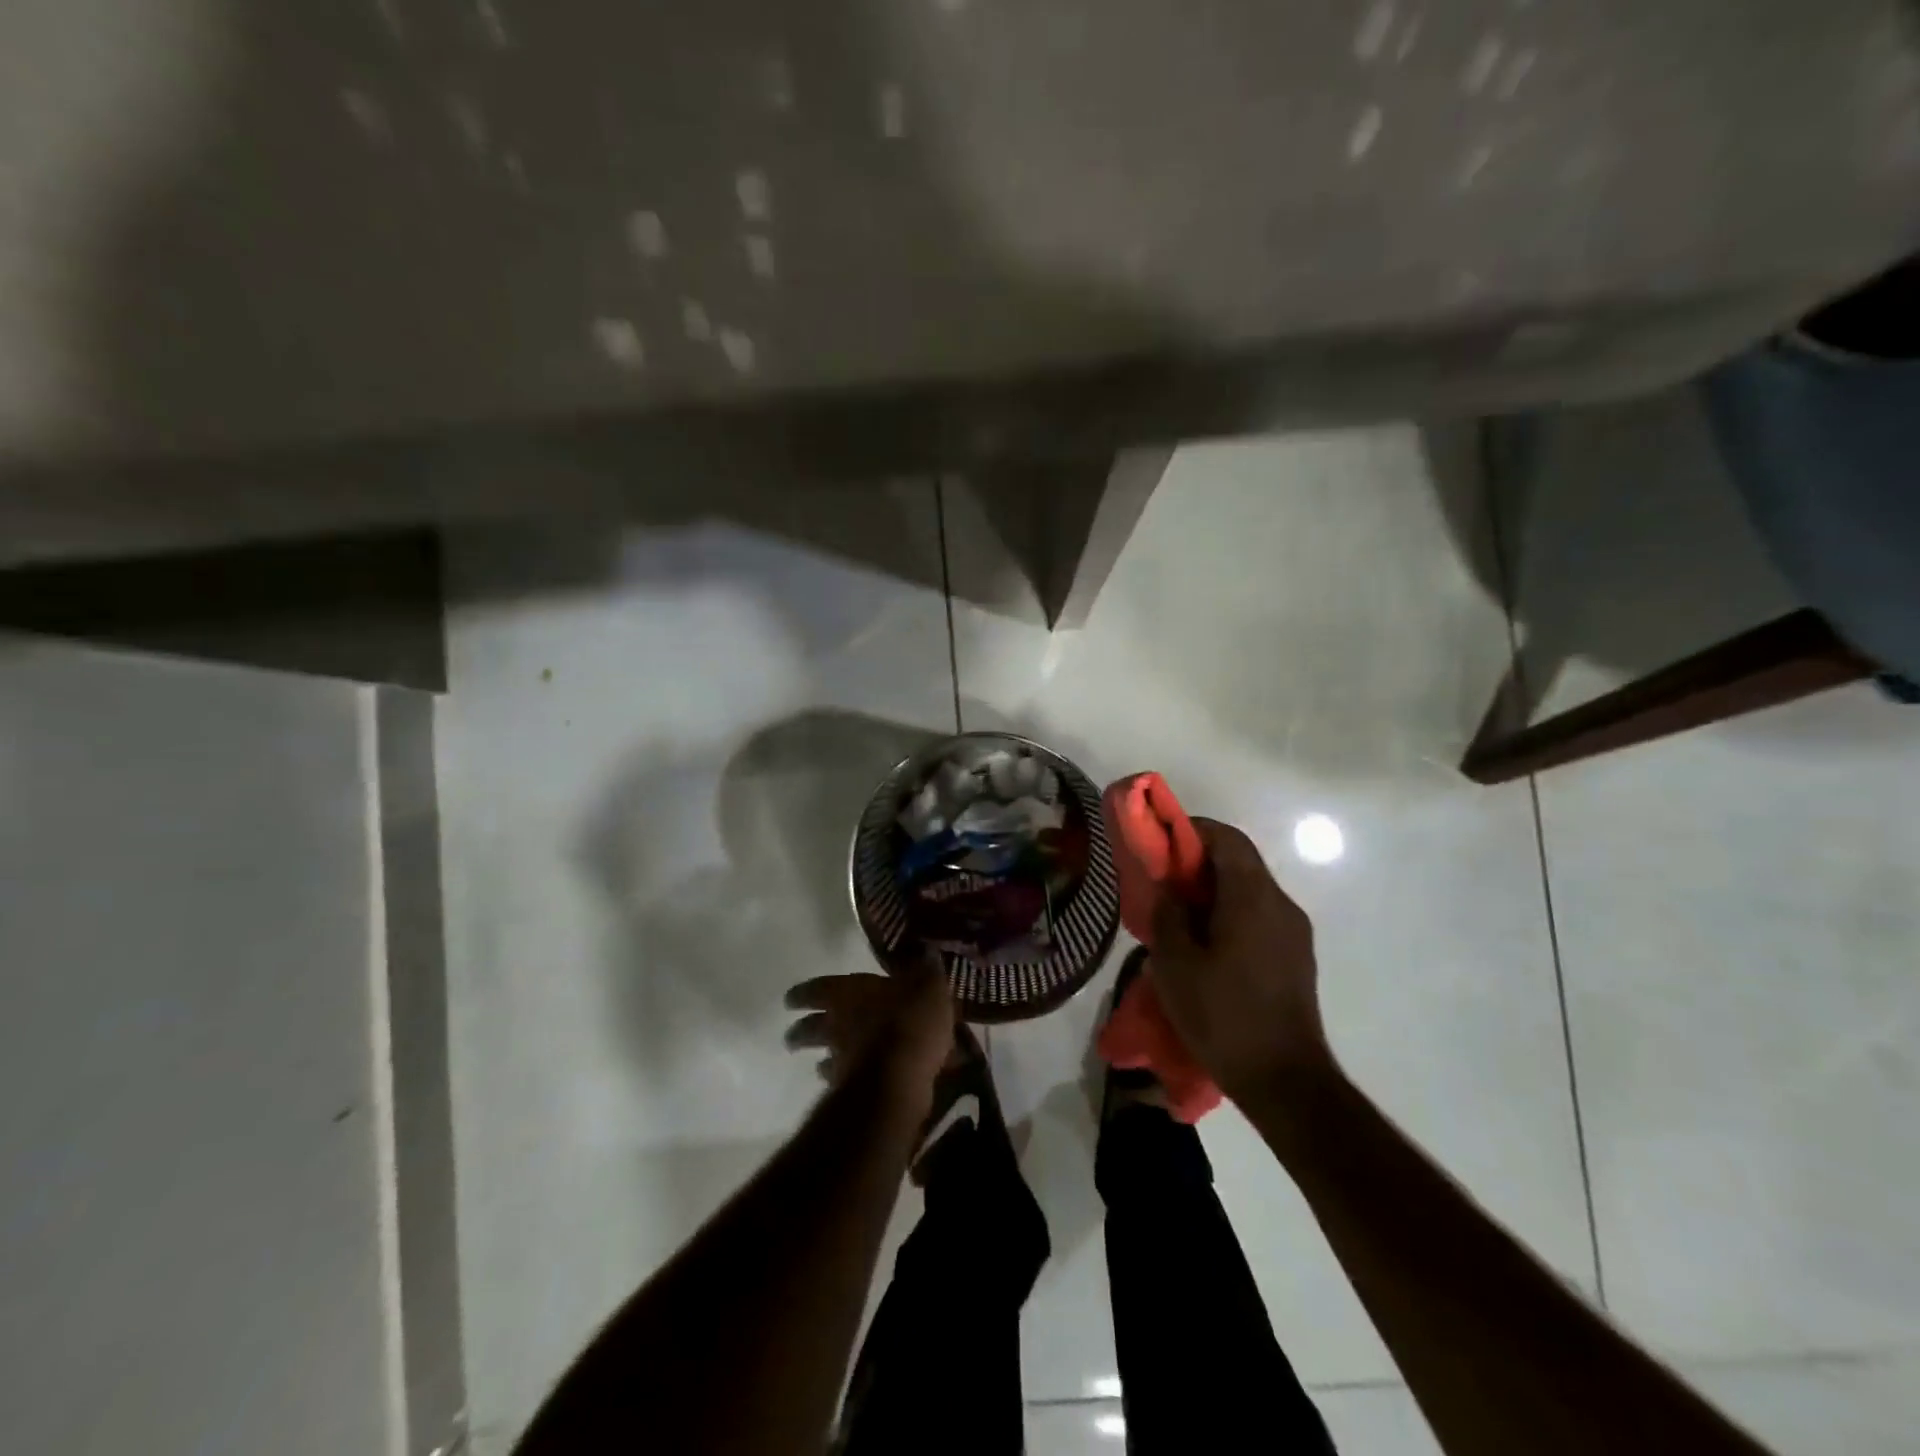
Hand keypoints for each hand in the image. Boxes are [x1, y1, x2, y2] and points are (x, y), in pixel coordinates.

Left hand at [784, 954, 955, 1103]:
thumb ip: (926, 971)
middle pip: (808, 1027)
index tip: (790, 1000)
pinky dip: (843, 1081)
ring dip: (820, 1059)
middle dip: (800, 1030)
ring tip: (820, 1064)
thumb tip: (928, 950)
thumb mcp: (928, 987)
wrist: (899, 1076)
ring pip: (822, 1057)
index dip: (803, 993)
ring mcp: (841, 1058)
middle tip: (793, 1036)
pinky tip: (850, 1084)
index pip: (816, 988)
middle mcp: (836, 1024)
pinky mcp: (851, 1089)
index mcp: (847, 992)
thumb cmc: (909, 1020)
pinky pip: (841, 1082)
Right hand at [1149, 818, 1333, 1104]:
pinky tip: (1207, 946)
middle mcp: (1280, 904)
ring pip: (1249, 890)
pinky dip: (1231, 914)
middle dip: (1199, 863)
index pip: (1226, 838)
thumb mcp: (1175, 963)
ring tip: (1180, 917)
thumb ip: (1168, 914)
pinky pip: (1259, 916)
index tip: (1160, 843)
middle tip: (1162, 882)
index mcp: (1252, 897)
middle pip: (1239, 861)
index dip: (1191, 831)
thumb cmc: (1223, 1015)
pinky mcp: (1296, 957)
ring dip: (1214, 891)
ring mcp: (1294, 932)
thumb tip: (1169, 888)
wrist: (1284, 1081)